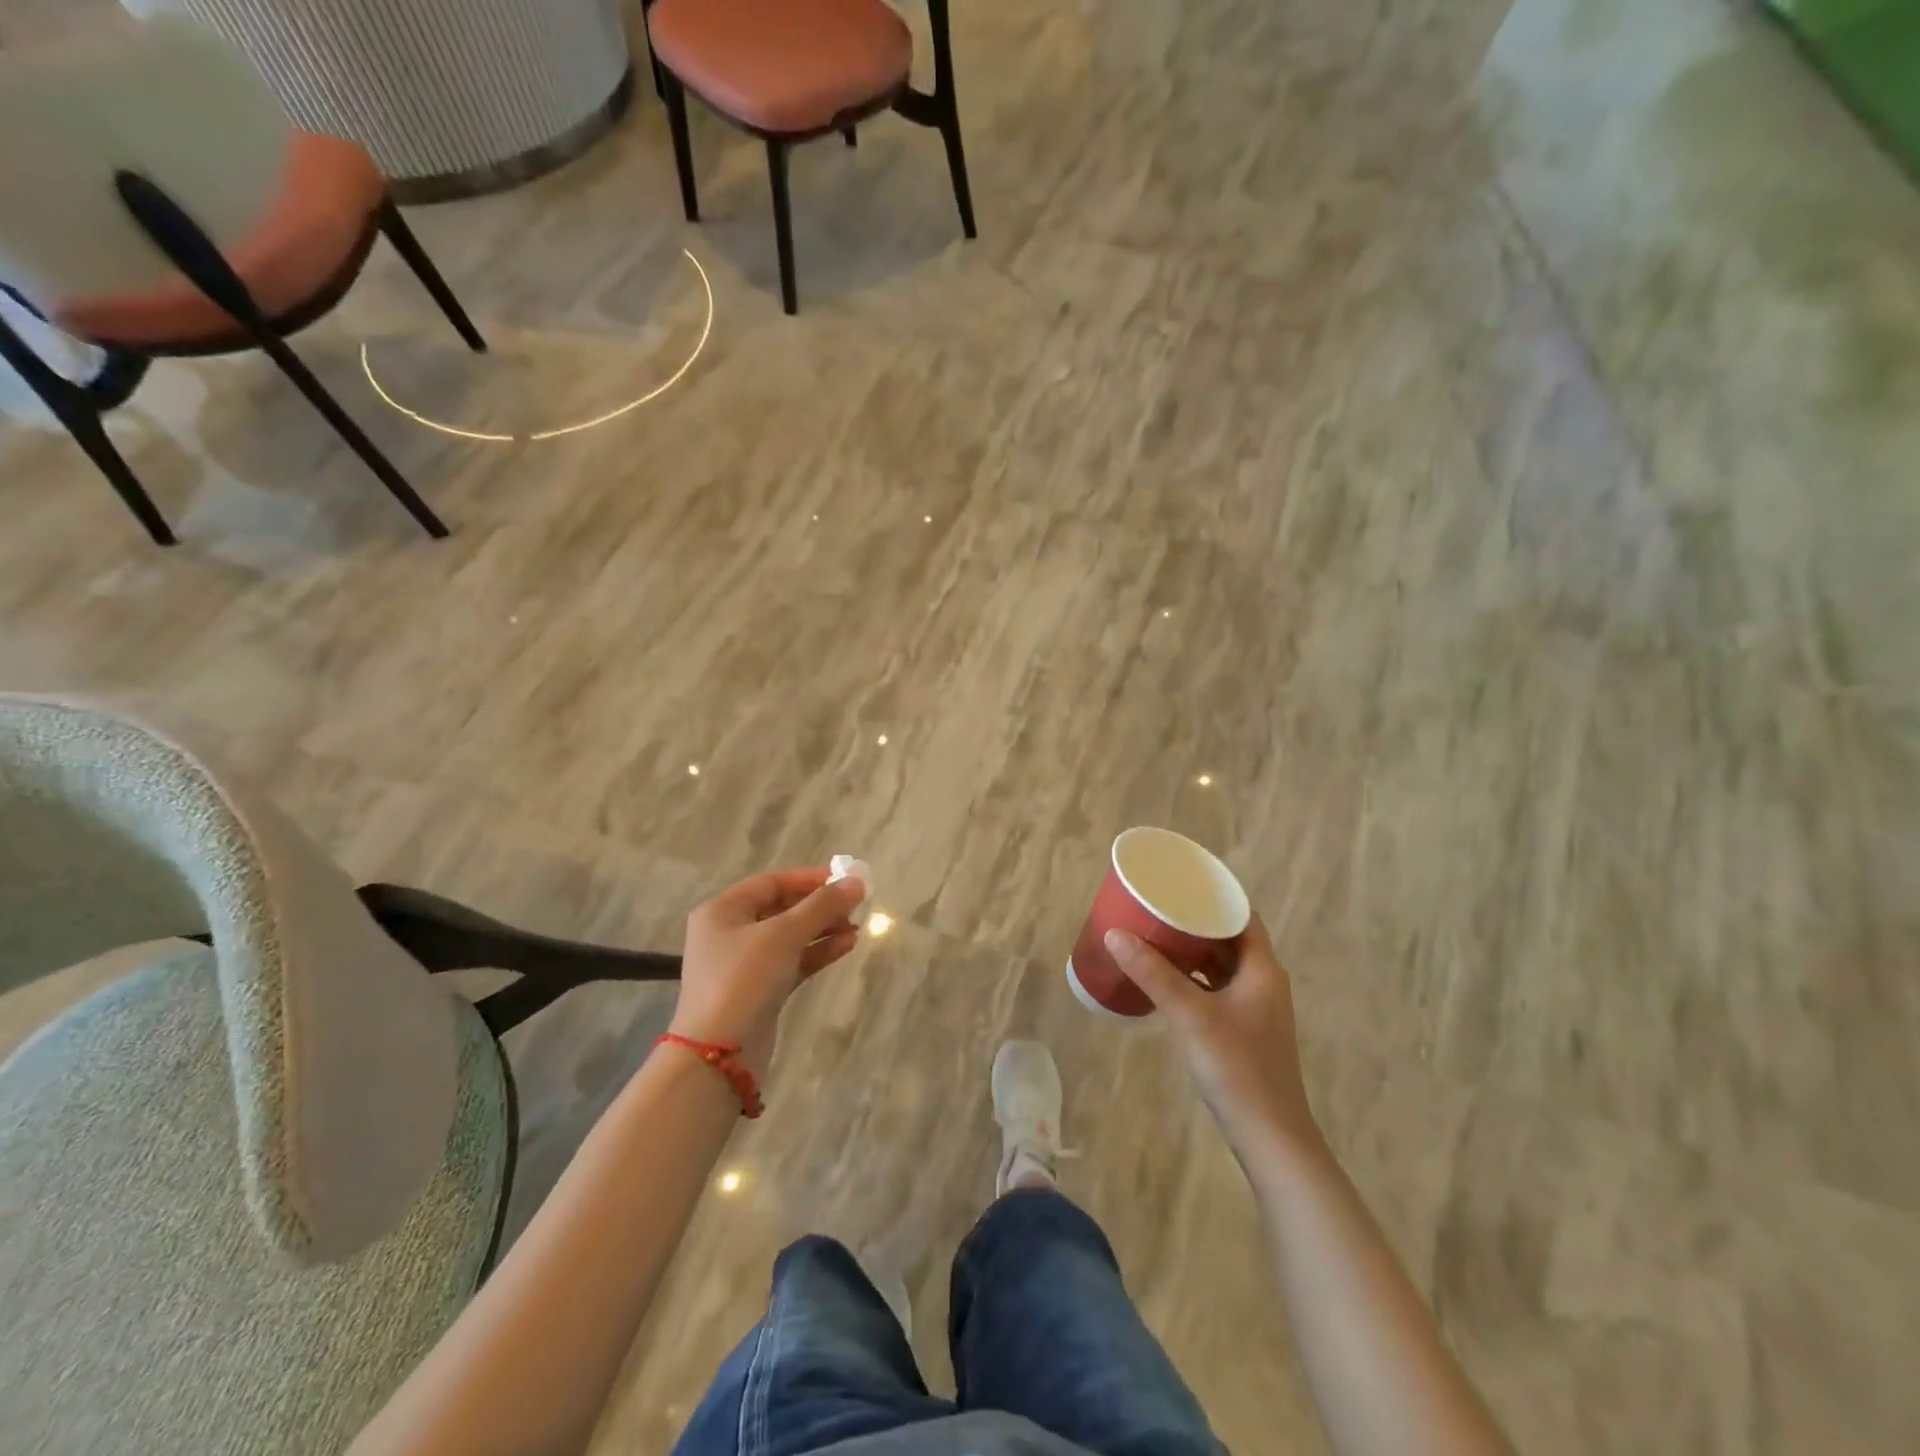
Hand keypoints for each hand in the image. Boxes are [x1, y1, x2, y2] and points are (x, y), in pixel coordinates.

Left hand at [669, 866, 866, 1079]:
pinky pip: (792, 961)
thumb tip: (857, 881)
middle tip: (856, 904)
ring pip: (790, 937)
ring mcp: (743, 965)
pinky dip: (817, 952)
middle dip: (819, 906)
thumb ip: (822, 906)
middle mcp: (729, 933)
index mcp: (723, 911)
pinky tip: (846, 945)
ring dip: (822, 929)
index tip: (846, 878)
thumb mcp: (784, 935)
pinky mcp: (759, 991)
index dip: (810, 878)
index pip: (772, 882)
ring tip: (856, 926)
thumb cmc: (744, 980)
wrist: (719, 1056)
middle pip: (782, 908)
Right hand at [1105, 916, 1320, 1165]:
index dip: (1212, 896)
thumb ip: (1152, 973)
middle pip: (1229, 938)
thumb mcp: (1189, 1015)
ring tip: (1154, 934)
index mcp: (1262, 968)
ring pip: (1221, 965)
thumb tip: (1114, 934)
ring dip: (1192, 951)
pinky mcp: (1243, 1029)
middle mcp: (1263, 981)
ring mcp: (1255, 1007)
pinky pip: (1216, 988)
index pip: (1241, 915)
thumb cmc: (1236, 1067)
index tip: (1179, 882)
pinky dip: (1193, 977)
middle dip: (1194, 922)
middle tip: (1157, 906)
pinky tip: (1164, 979)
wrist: (1269, 1136)